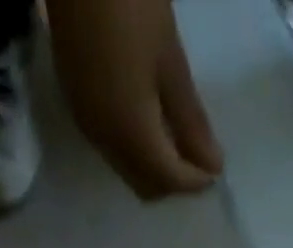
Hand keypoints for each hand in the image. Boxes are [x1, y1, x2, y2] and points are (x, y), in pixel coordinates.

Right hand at [49, 0, 222, 198]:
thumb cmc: (131, 3)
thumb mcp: (170, 61)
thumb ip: (191, 121)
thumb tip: (213, 166)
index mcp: (130, 135)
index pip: (170, 181)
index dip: (196, 181)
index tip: (216, 168)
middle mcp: (105, 141)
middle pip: (145, 185)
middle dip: (174, 181)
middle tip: (197, 157)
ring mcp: (87, 123)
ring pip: (127, 169)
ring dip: (154, 167)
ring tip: (178, 139)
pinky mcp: (76, 103)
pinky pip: (112, 147)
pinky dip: (136, 148)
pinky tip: (151, 122)